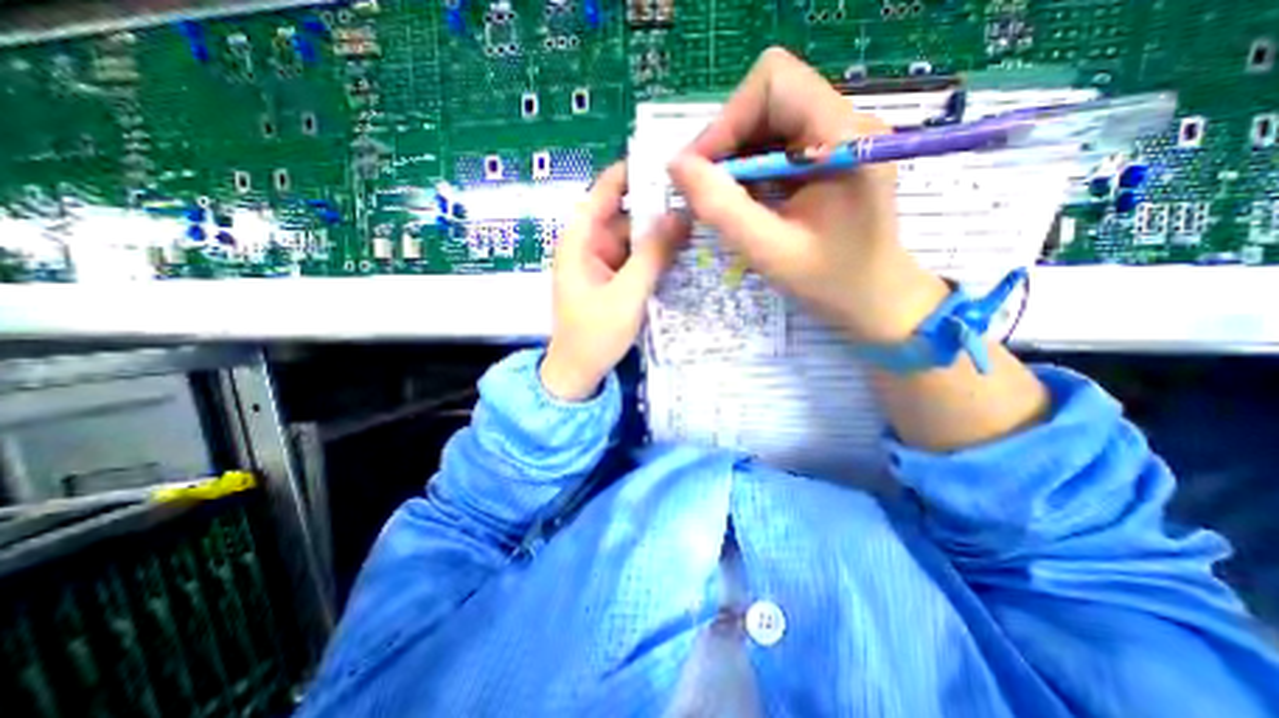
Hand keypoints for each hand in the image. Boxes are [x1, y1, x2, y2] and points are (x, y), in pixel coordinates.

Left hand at [543, 160, 695, 403]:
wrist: (579, 373)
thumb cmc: (594, 334)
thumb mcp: (627, 293)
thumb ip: (653, 254)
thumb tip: (681, 214)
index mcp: (579, 240)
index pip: (605, 191)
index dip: (633, 172)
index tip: (669, 161)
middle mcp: (589, 244)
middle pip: (625, 214)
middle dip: (658, 206)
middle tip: (698, 198)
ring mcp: (602, 262)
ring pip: (634, 237)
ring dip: (661, 233)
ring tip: (699, 222)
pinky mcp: (613, 278)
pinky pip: (636, 258)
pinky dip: (656, 255)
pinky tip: (682, 251)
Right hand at [669, 49, 947, 343]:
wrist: (876, 301)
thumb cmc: (831, 284)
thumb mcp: (770, 251)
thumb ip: (722, 208)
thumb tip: (676, 166)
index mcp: (843, 137)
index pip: (774, 82)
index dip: (727, 120)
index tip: (700, 170)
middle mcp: (844, 123)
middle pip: (768, 98)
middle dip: (726, 141)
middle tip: (704, 189)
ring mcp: (837, 139)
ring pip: (767, 121)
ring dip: (734, 157)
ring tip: (721, 200)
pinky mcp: (828, 157)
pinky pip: (775, 145)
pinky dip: (748, 170)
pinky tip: (743, 202)